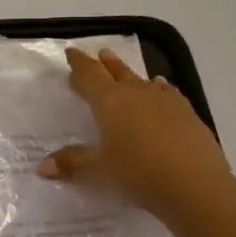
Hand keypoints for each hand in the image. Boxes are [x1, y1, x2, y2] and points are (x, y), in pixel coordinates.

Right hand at [37, 47, 235, 225]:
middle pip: (116, 73)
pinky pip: (168, 92)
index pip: (90, 75)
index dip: (79, 63)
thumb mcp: (98, 170)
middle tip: (98, 54)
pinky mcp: (187, 114)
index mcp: (109, 102)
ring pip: (141, 80)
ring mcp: (164, 101)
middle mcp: (135, 94)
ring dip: (129, 73)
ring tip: (123, 69)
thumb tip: (42, 168)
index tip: (72, 52)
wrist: (194, 184)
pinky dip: (159, 88)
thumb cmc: (137, 172)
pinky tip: (160, 86)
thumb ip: (71, 163)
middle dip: (104, 64)